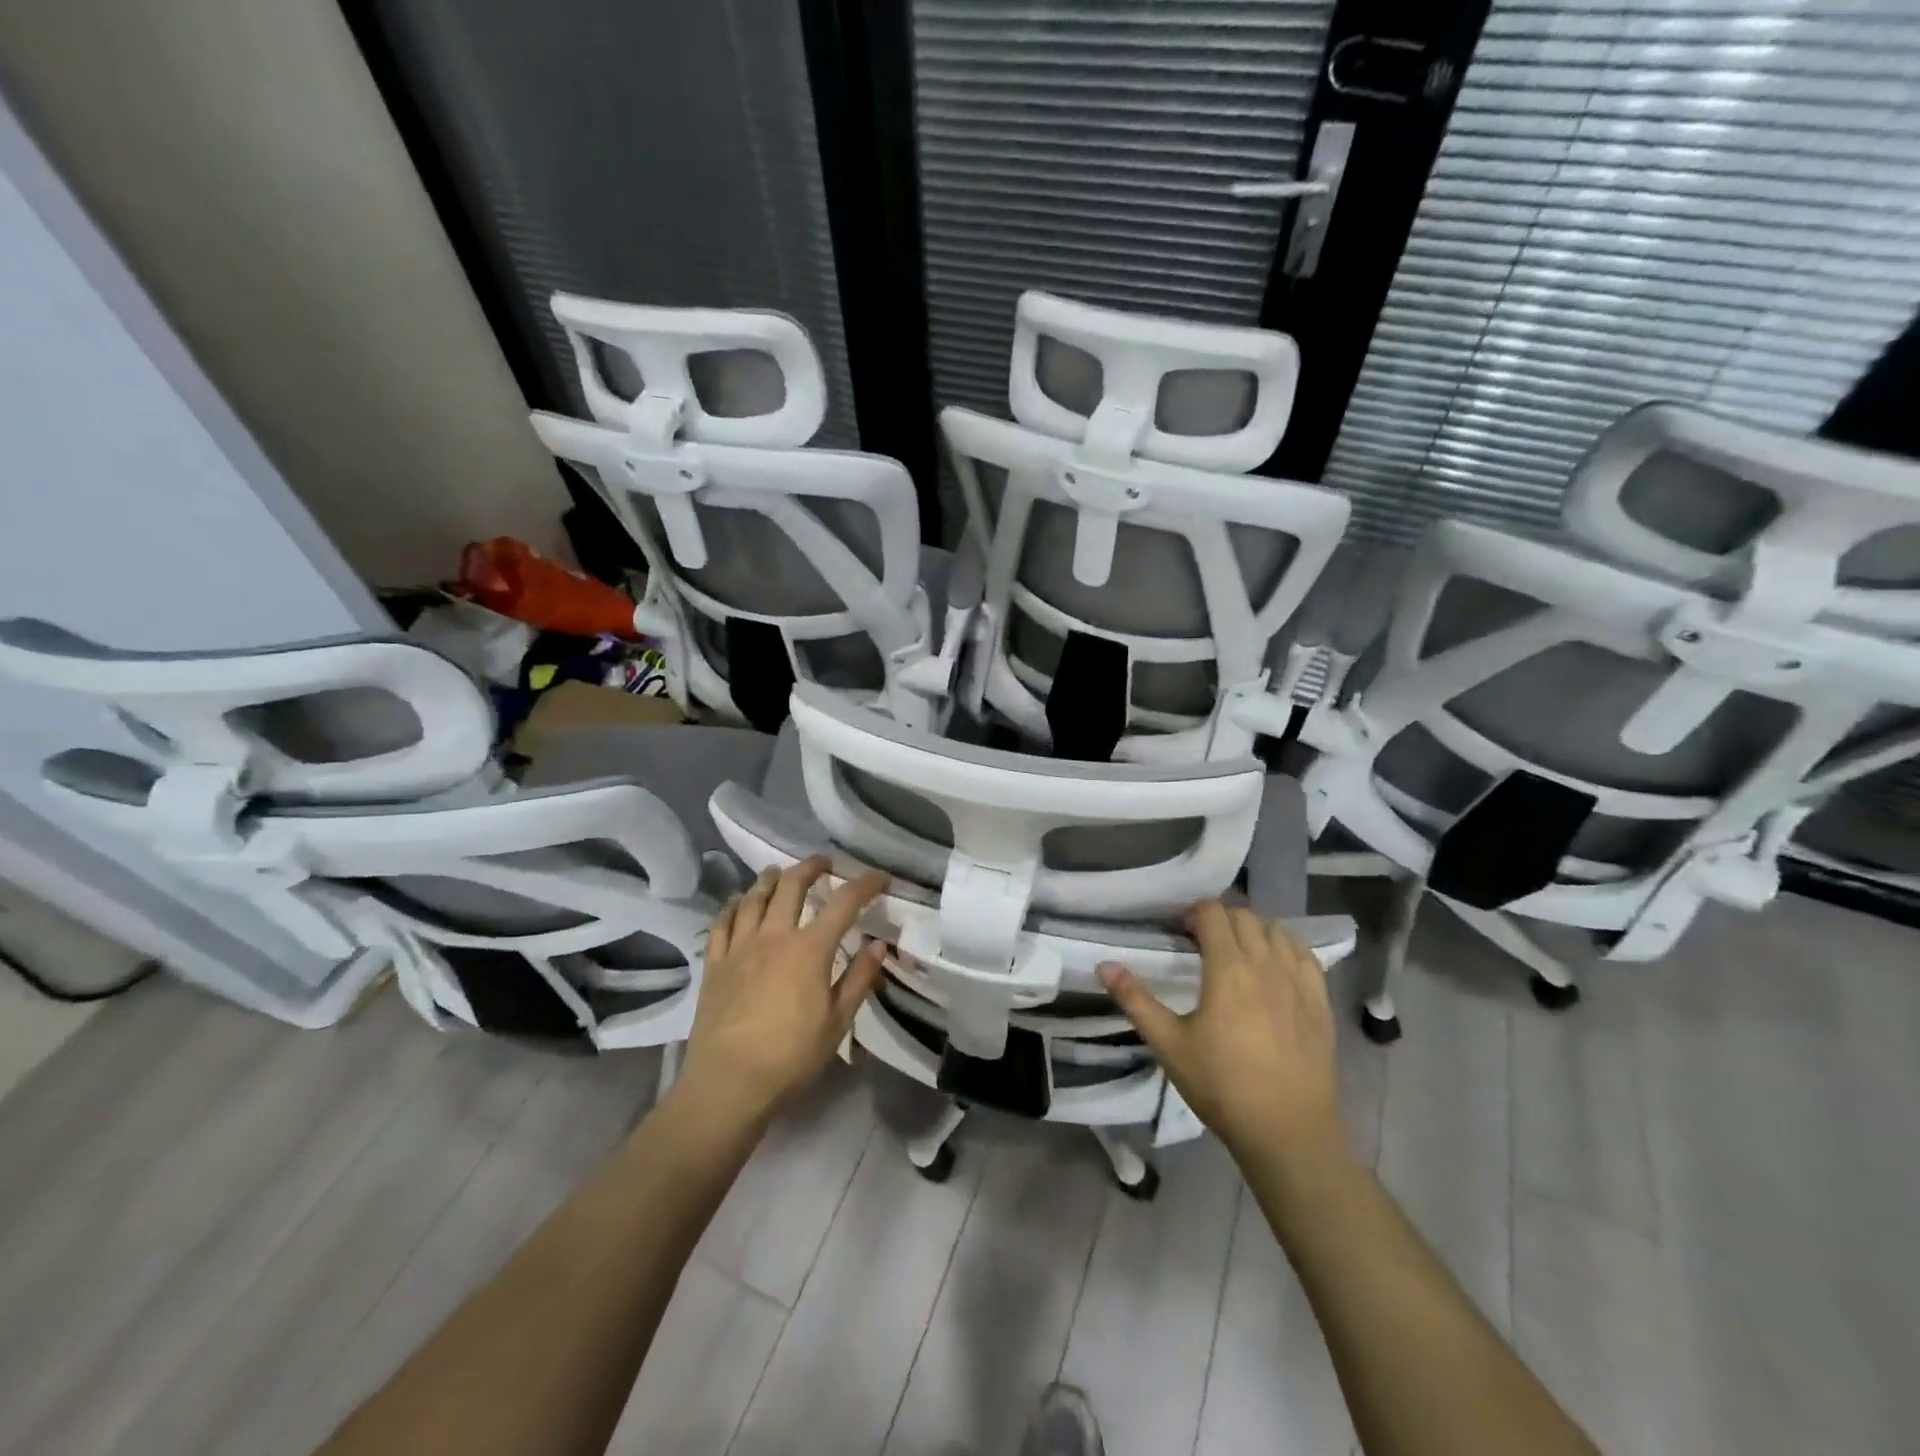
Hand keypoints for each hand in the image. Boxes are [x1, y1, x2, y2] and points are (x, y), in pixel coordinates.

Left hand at [679, 857, 889, 1125]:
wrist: (728, 1083)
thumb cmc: (790, 1056)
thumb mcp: (837, 1022)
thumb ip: (859, 979)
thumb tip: (879, 945)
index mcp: (810, 949)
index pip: (844, 904)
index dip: (864, 885)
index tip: (879, 877)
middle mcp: (774, 936)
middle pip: (792, 886)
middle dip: (811, 867)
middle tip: (824, 862)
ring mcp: (739, 947)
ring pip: (754, 898)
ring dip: (769, 879)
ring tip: (778, 871)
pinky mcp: (714, 964)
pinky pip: (721, 923)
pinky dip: (732, 906)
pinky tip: (737, 902)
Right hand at [1099, 900, 1345, 1166]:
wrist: (1287, 1132)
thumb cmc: (1221, 1086)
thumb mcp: (1168, 1044)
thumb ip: (1135, 1000)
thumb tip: (1104, 965)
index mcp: (1228, 968)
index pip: (1212, 913)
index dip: (1192, 912)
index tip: (1177, 931)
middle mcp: (1266, 964)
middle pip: (1244, 916)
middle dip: (1220, 918)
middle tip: (1201, 941)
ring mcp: (1298, 982)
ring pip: (1277, 930)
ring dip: (1253, 930)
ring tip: (1237, 952)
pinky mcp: (1320, 1002)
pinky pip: (1305, 955)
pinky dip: (1285, 948)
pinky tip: (1275, 967)